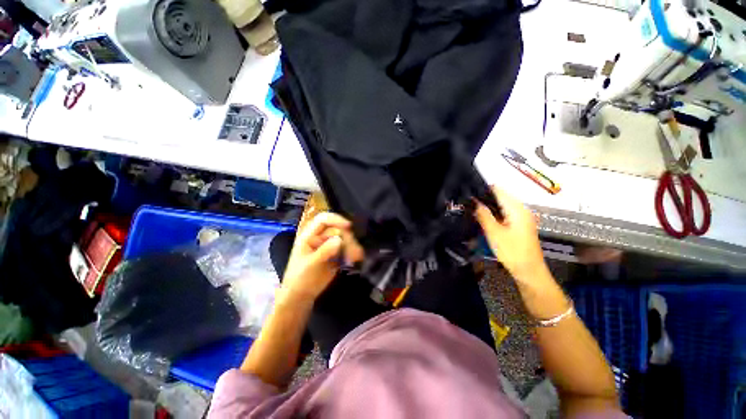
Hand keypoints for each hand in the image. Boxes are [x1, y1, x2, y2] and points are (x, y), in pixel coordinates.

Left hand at [280, 212, 363, 302]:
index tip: (348, 226)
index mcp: (309, 235)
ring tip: (356, 257)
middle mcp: (320, 237)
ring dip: (352, 246)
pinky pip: (347, 248)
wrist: (302, 295)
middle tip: (353, 251)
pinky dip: (352, 252)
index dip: (336, 220)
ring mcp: (329, 245)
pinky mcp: (336, 254)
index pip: (323, 220)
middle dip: (347, 238)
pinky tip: (357, 258)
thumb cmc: (300, 278)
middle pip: (338, 229)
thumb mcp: (310, 264)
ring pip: (345, 239)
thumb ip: (324, 251)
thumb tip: (340, 239)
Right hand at [474, 187, 546, 281]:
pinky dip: (494, 215)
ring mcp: (522, 217)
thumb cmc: (512, 252)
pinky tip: (485, 221)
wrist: (529, 271)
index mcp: (517, 209)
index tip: (469, 195)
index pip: (498, 190)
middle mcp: (521, 209)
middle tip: (469, 206)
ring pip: (501, 205)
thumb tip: (475, 202)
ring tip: (474, 212)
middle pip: (500, 197)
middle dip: (484, 199)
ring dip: (488, 208)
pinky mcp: (520, 225)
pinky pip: (504, 213)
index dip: (482, 190)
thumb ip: (483, 215)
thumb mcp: (494, 233)